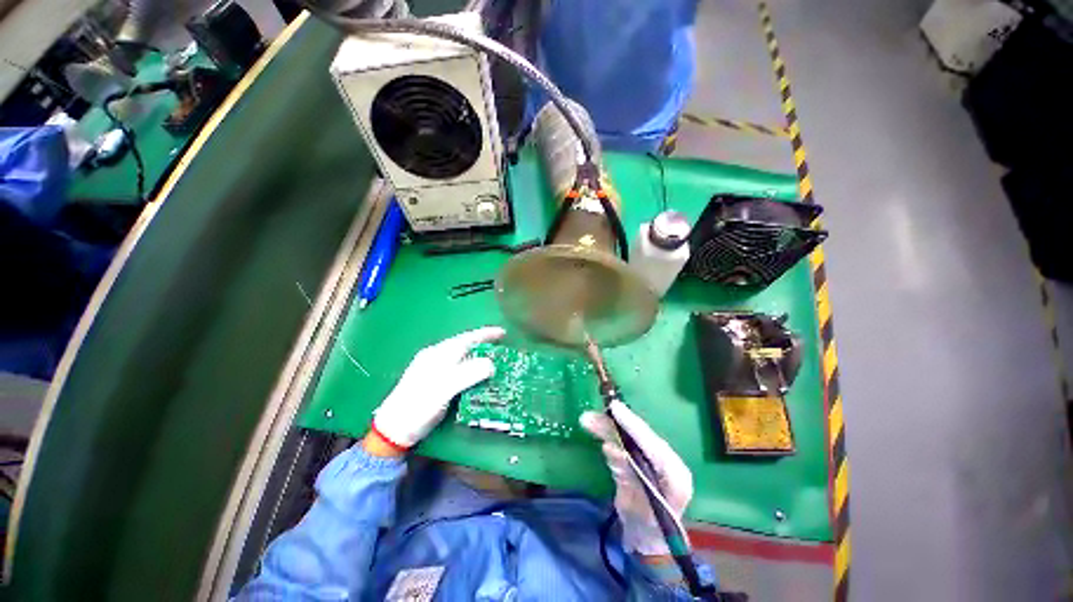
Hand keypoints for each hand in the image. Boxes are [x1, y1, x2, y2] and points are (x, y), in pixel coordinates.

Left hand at [371, 326, 505, 449]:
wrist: (392, 430)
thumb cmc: (417, 408)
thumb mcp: (443, 389)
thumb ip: (467, 374)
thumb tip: (491, 364)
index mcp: (438, 354)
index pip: (466, 338)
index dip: (485, 334)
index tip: (503, 333)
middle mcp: (435, 356)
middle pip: (464, 344)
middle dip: (483, 343)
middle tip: (501, 347)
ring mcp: (432, 368)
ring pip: (461, 355)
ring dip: (477, 355)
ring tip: (493, 359)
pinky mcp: (433, 380)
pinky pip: (457, 366)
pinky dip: (470, 366)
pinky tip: (475, 374)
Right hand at [581, 401, 692, 555]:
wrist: (650, 543)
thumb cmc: (650, 530)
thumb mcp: (640, 505)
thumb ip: (627, 474)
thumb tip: (610, 446)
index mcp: (674, 473)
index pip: (651, 443)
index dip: (632, 425)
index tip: (614, 408)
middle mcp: (666, 461)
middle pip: (638, 436)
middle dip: (614, 424)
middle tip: (592, 415)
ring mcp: (652, 461)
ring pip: (628, 439)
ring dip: (607, 428)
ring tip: (587, 420)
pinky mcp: (638, 462)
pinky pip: (622, 445)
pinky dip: (608, 436)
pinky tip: (597, 429)